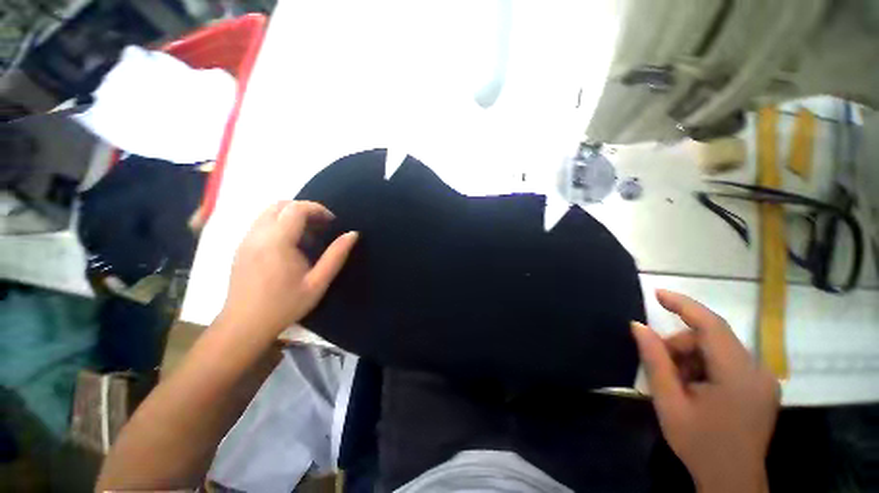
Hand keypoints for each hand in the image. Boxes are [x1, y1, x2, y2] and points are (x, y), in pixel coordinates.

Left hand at [220, 201, 357, 338]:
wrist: (244, 325)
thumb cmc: (285, 305)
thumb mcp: (318, 283)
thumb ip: (336, 256)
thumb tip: (353, 234)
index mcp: (277, 242)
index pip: (296, 209)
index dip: (317, 209)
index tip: (332, 221)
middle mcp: (257, 235)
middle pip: (280, 204)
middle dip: (304, 209)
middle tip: (321, 225)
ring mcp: (246, 240)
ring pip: (268, 212)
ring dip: (290, 214)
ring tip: (308, 233)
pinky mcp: (241, 247)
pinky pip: (260, 223)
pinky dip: (278, 223)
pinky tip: (289, 243)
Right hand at [632, 290, 779, 492]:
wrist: (732, 481)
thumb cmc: (699, 444)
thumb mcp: (669, 402)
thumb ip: (655, 360)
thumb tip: (638, 326)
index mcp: (738, 375)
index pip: (712, 326)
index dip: (684, 305)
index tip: (657, 293)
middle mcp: (758, 371)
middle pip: (713, 339)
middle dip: (681, 346)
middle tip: (663, 370)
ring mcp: (764, 379)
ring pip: (719, 350)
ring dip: (692, 359)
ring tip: (680, 385)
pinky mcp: (762, 386)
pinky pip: (728, 362)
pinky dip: (705, 367)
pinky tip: (697, 389)